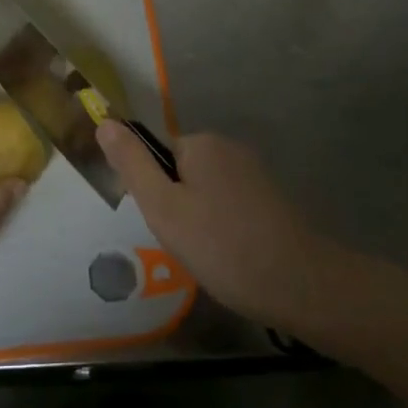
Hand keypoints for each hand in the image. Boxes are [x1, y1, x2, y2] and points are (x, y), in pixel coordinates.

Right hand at [99, 124, 330, 333]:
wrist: (302, 285)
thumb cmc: (222, 245)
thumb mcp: (163, 207)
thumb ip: (132, 164)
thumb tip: (105, 122)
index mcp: (202, 143)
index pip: (158, 157)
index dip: (155, 192)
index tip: (167, 224)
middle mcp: (230, 148)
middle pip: (183, 173)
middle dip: (178, 208)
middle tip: (188, 244)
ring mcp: (256, 174)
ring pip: (207, 194)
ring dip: (202, 221)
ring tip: (212, 256)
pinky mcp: (273, 200)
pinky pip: (232, 208)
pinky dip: (226, 229)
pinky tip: (234, 258)